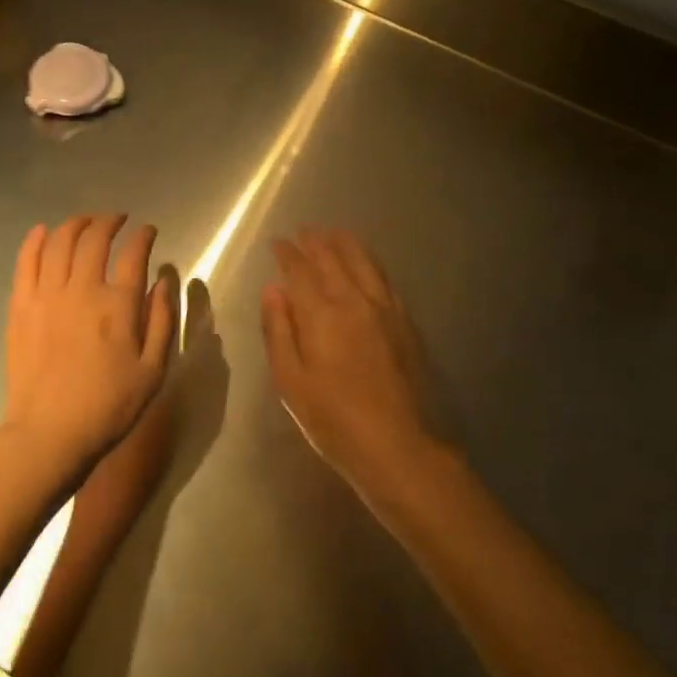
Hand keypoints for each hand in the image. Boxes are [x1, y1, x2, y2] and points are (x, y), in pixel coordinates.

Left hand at [4, 215, 177, 480]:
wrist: (48, 434)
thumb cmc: (108, 407)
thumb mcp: (153, 370)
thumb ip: (162, 320)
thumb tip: (163, 281)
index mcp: (118, 305)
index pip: (134, 253)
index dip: (143, 236)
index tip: (148, 231)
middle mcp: (82, 289)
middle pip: (95, 238)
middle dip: (109, 222)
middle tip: (118, 220)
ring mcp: (47, 295)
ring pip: (60, 242)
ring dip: (75, 224)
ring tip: (86, 222)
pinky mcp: (21, 306)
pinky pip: (26, 261)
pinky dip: (35, 240)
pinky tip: (43, 231)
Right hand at [261, 228, 435, 495]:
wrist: (397, 445)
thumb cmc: (333, 420)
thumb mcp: (290, 382)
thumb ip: (279, 331)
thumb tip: (272, 290)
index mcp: (322, 315)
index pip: (300, 271)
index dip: (287, 254)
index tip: (277, 242)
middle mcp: (354, 301)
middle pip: (333, 259)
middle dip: (316, 242)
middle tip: (304, 231)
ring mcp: (384, 309)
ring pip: (362, 262)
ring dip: (345, 244)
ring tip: (333, 233)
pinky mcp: (404, 322)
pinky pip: (384, 278)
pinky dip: (370, 262)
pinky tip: (365, 263)